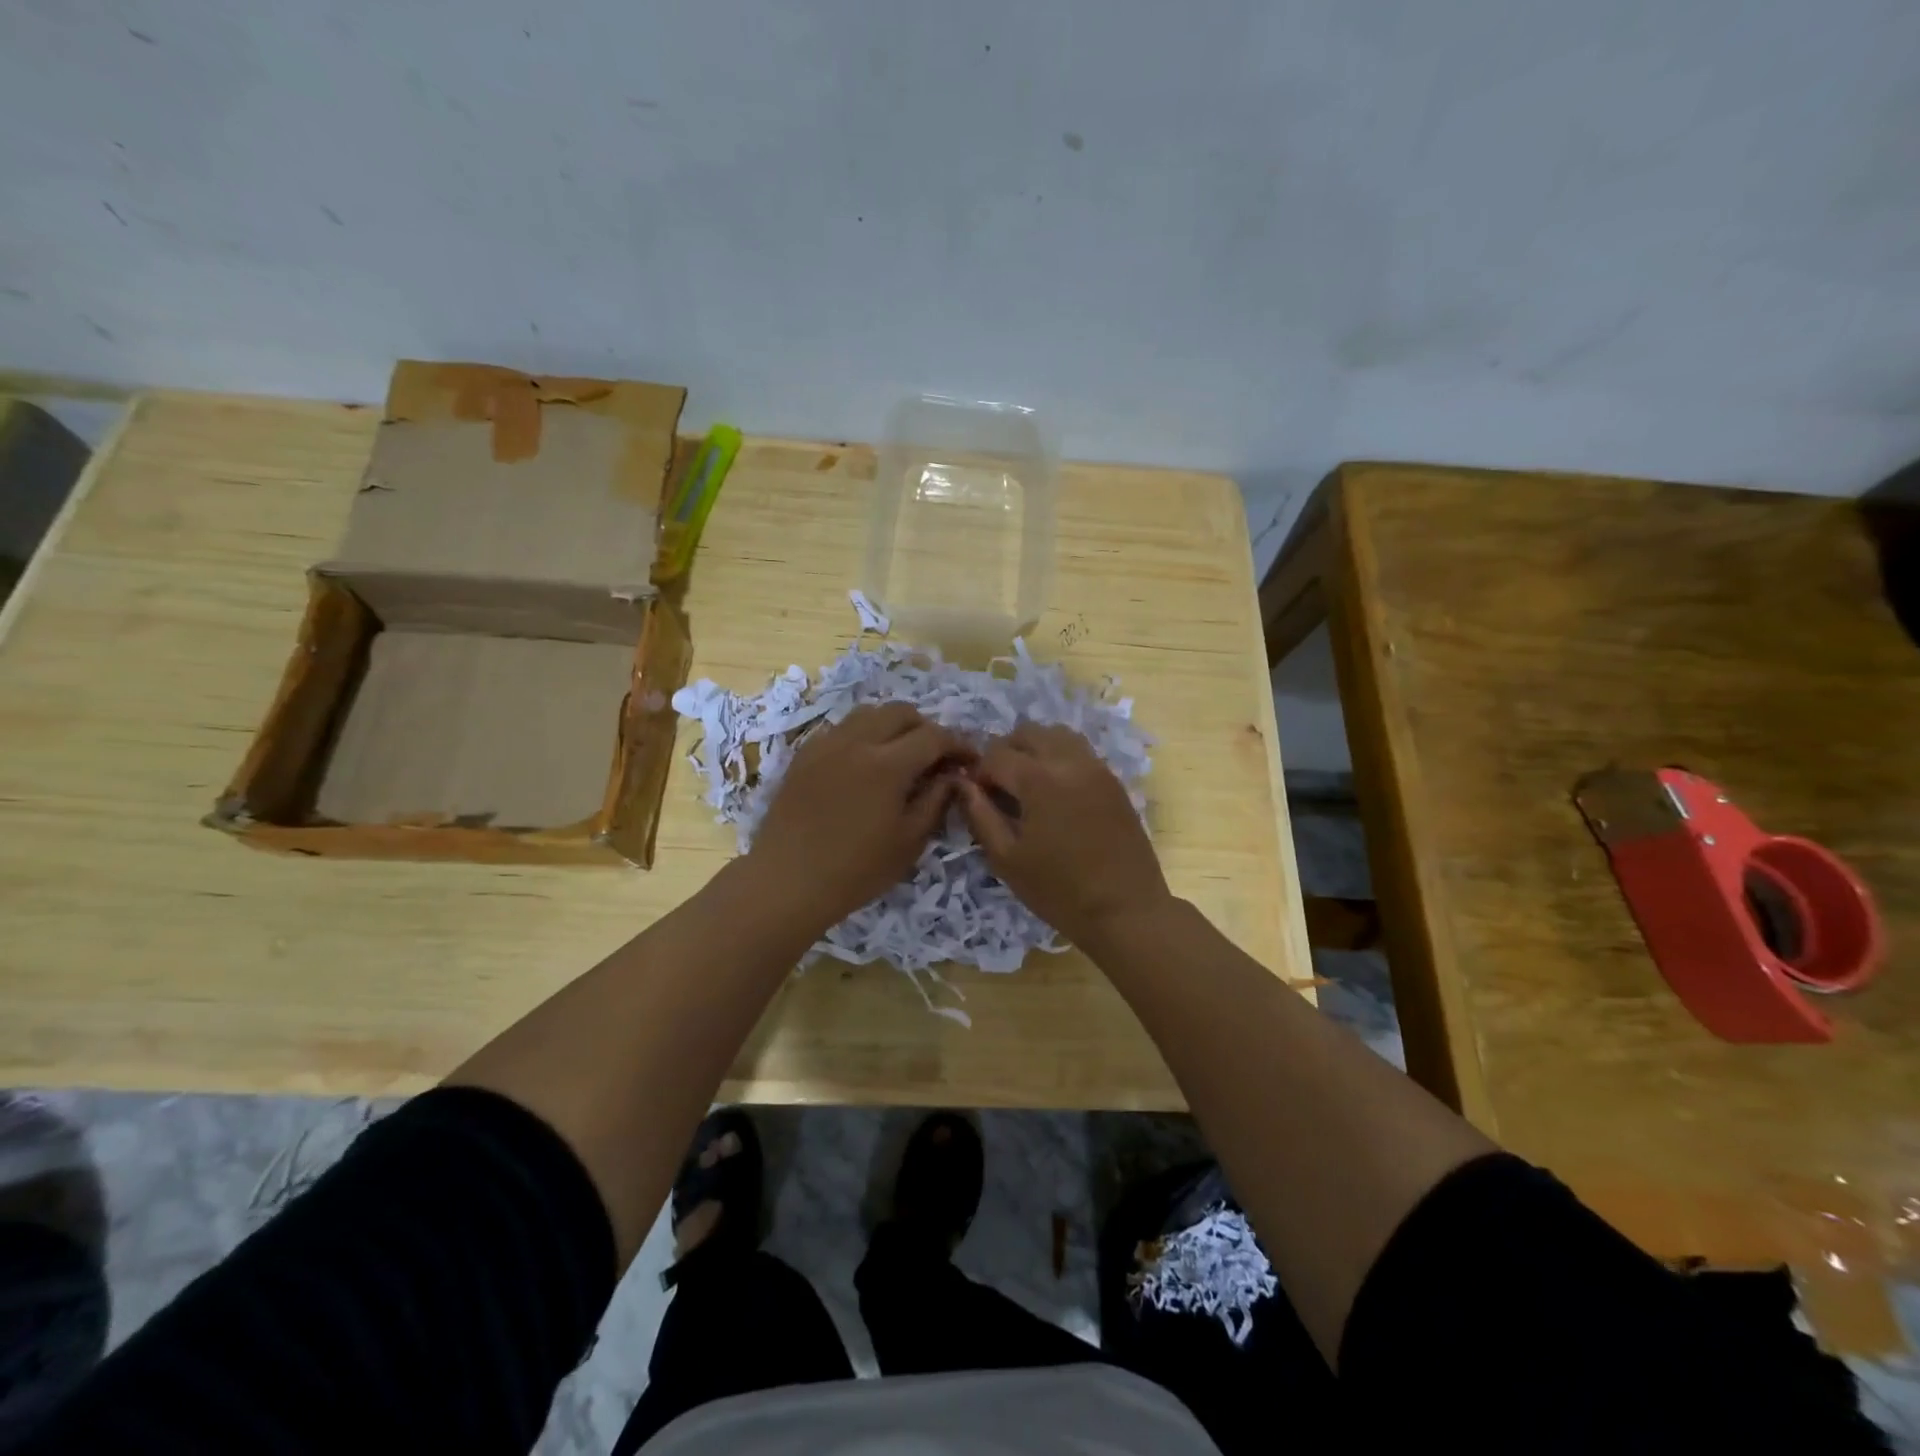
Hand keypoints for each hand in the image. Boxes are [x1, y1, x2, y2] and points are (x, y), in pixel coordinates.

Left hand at [747, 703, 971, 934]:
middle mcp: (857, 741)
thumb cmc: (856, 870)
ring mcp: (826, 744)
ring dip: (893, 726)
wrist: (787, 881)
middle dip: (926, 728)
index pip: (934, 736)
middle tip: (935, 757)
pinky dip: (863, 735)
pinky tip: (864, 763)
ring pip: (868, 713)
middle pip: (901, 712)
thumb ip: (936, 800)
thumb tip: (953, 775)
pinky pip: (842, 729)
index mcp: (888, 764)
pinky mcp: (805, 754)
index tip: (970, 760)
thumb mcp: (909, 841)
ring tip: (900, 754)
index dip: (958, 744)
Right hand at [957, 723, 1170, 946]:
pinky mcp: (1114, 781)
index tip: (975, 794)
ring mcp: (1097, 768)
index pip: (996, 754)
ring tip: (1026, 782)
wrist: (1125, 910)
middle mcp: (1070, 761)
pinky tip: (1054, 791)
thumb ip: (980, 815)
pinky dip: (1060, 757)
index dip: (978, 771)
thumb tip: (963, 784)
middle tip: (998, 784)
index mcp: (1039, 779)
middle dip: (1006, 751)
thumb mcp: (1007, 858)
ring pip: (1058, 735)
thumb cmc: (1059, 890)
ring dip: (1035, 748)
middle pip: (1029, 733)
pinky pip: (1080, 752)